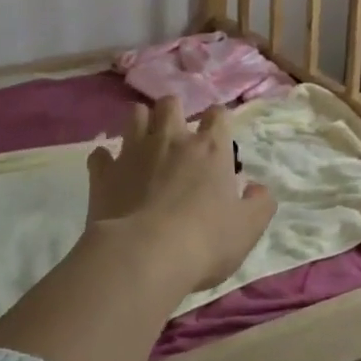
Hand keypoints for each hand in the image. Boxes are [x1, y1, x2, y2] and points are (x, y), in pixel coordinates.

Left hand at [86, 98, 276, 297]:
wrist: (144, 256)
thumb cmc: (204, 241)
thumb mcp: (248, 228)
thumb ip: (260, 204)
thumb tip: (257, 189)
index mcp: (209, 149)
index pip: (218, 115)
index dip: (219, 120)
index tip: (219, 135)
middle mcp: (171, 140)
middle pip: (170, 103)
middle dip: (174, 111)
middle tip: (177, 134)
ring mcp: (133, 153)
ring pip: (135, 116)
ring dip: (141, 124)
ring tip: (145, 142)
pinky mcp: (104, 173)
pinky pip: (100, 155)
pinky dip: (106, 160)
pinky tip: (111, 172)